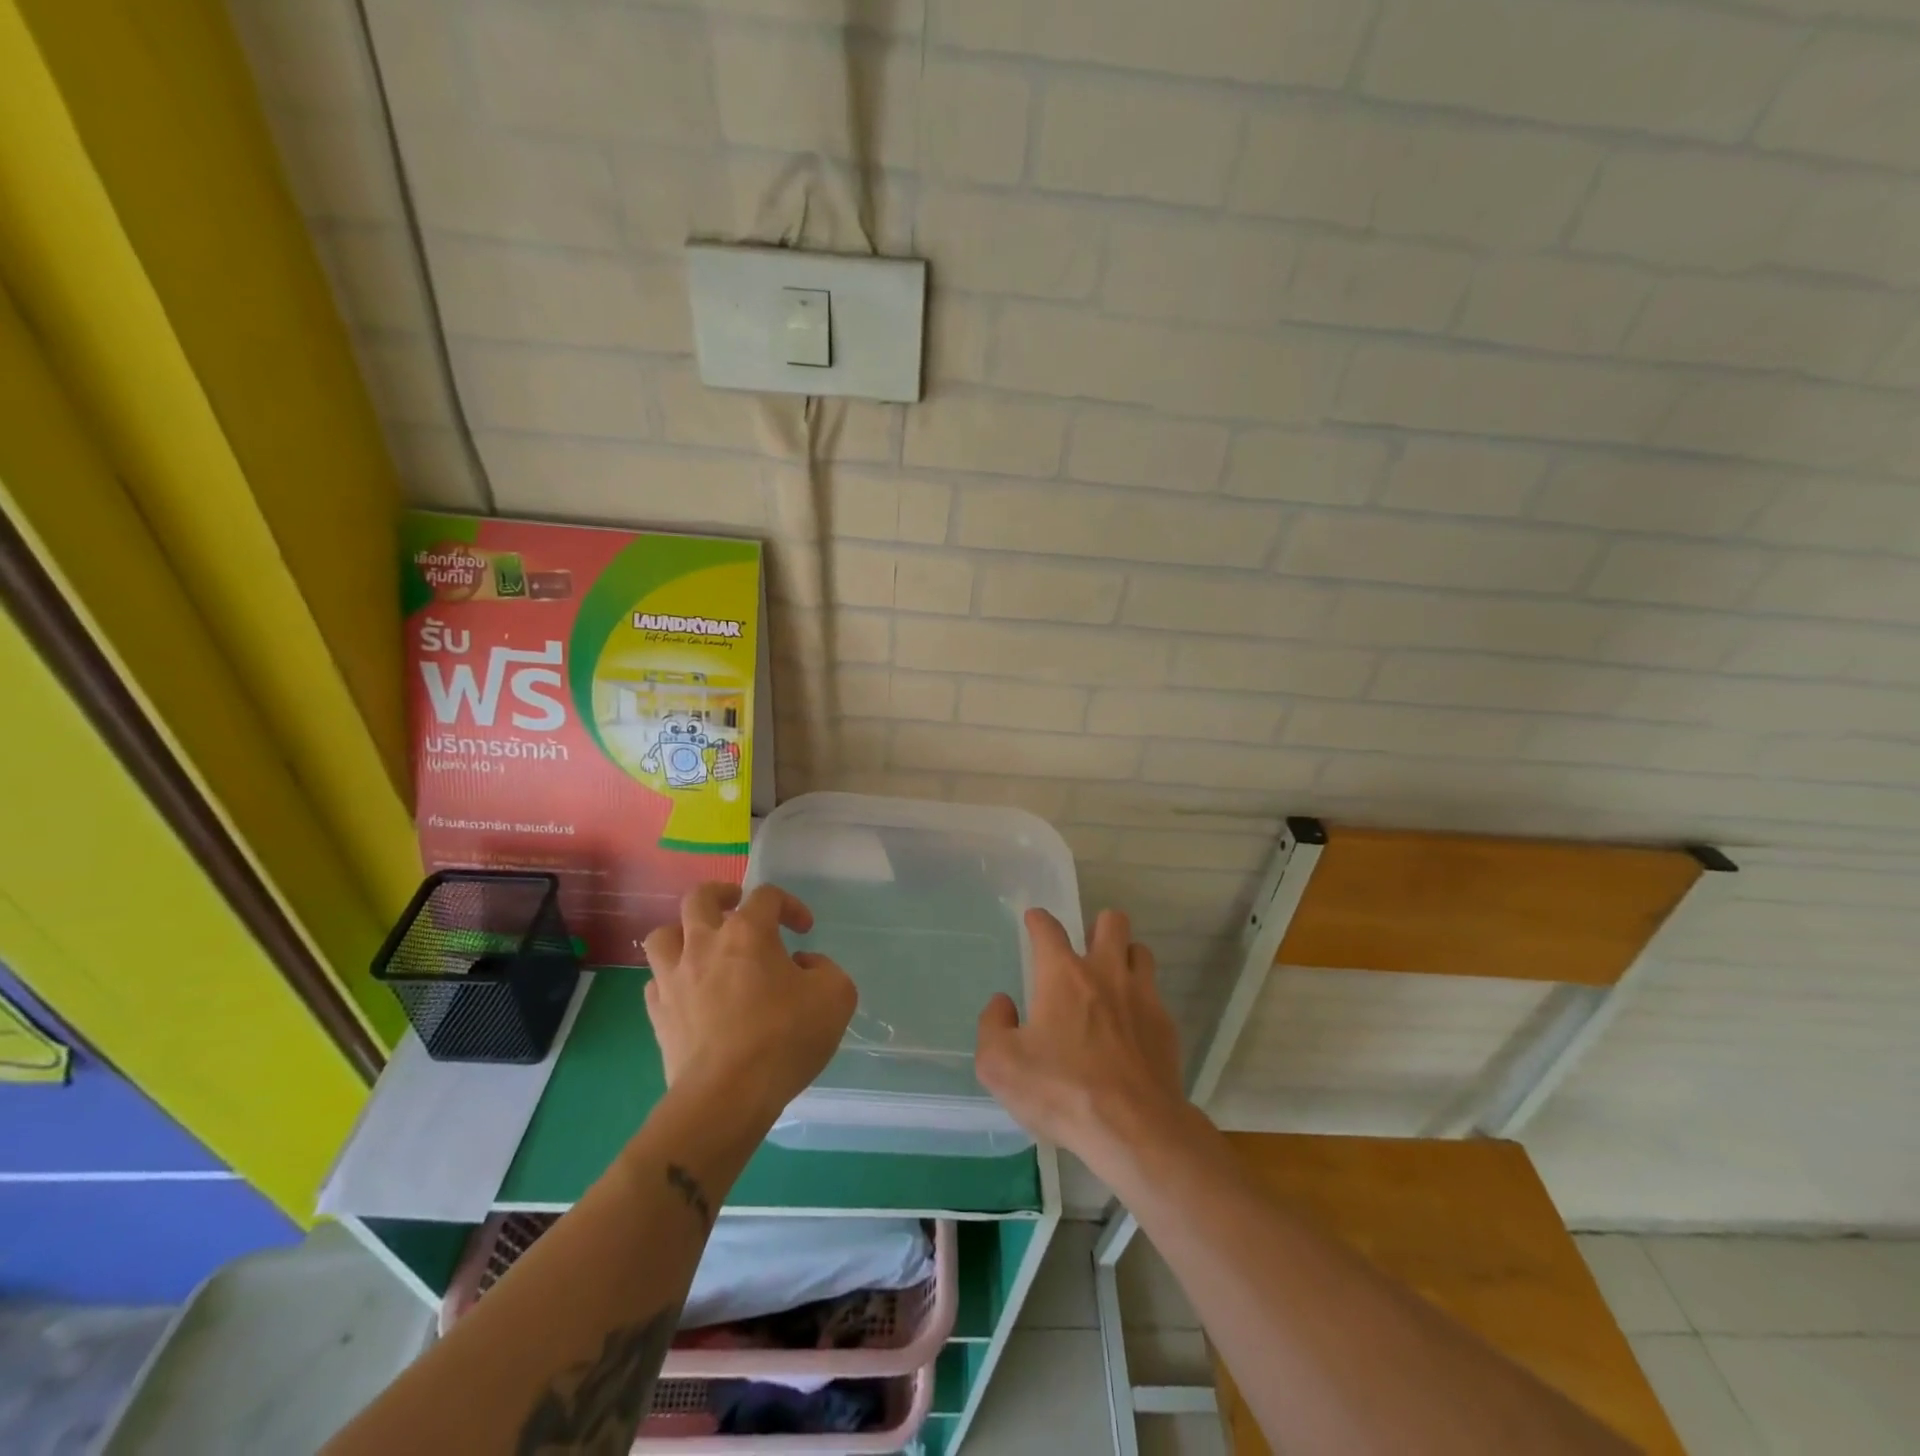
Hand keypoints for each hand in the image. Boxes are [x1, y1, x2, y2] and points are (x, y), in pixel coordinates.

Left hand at [641, 882, 856, 1122]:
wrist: (727, 1096)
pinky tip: (689, 992)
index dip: (789, 905)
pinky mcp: (658, 1014)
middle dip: (721, 895)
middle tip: (737, 907)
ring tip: (702, 947)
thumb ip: (825, 968)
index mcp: (748, 932)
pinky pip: (656, 981)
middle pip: (699, 898)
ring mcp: (674, 978)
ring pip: (663, 935)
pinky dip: (671, 979)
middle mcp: (704, 944)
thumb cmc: (784, 1038)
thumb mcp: (836, 996)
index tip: (804, 930)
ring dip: (683, 933)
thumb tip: (802, 965)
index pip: (766, 895)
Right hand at [975, 908, 1190, 1175]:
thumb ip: (992, 1025)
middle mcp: (1105, 972)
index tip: (1034, 922)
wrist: (1134, 1129)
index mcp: (1063, 975)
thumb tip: (1003, 1003)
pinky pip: (1155, 995)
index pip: (1048, 928)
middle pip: (1111, 921)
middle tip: (1084, 952)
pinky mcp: (1166, 1025)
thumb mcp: (1000, 1065)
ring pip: (1140, 951)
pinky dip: (1141, 1001)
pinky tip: (1131, 1028)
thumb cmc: (1062, 1091)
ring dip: (1125, 958)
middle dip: (1097, 927)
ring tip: (1112, 982)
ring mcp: (1142, 996)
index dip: (1038, 920)